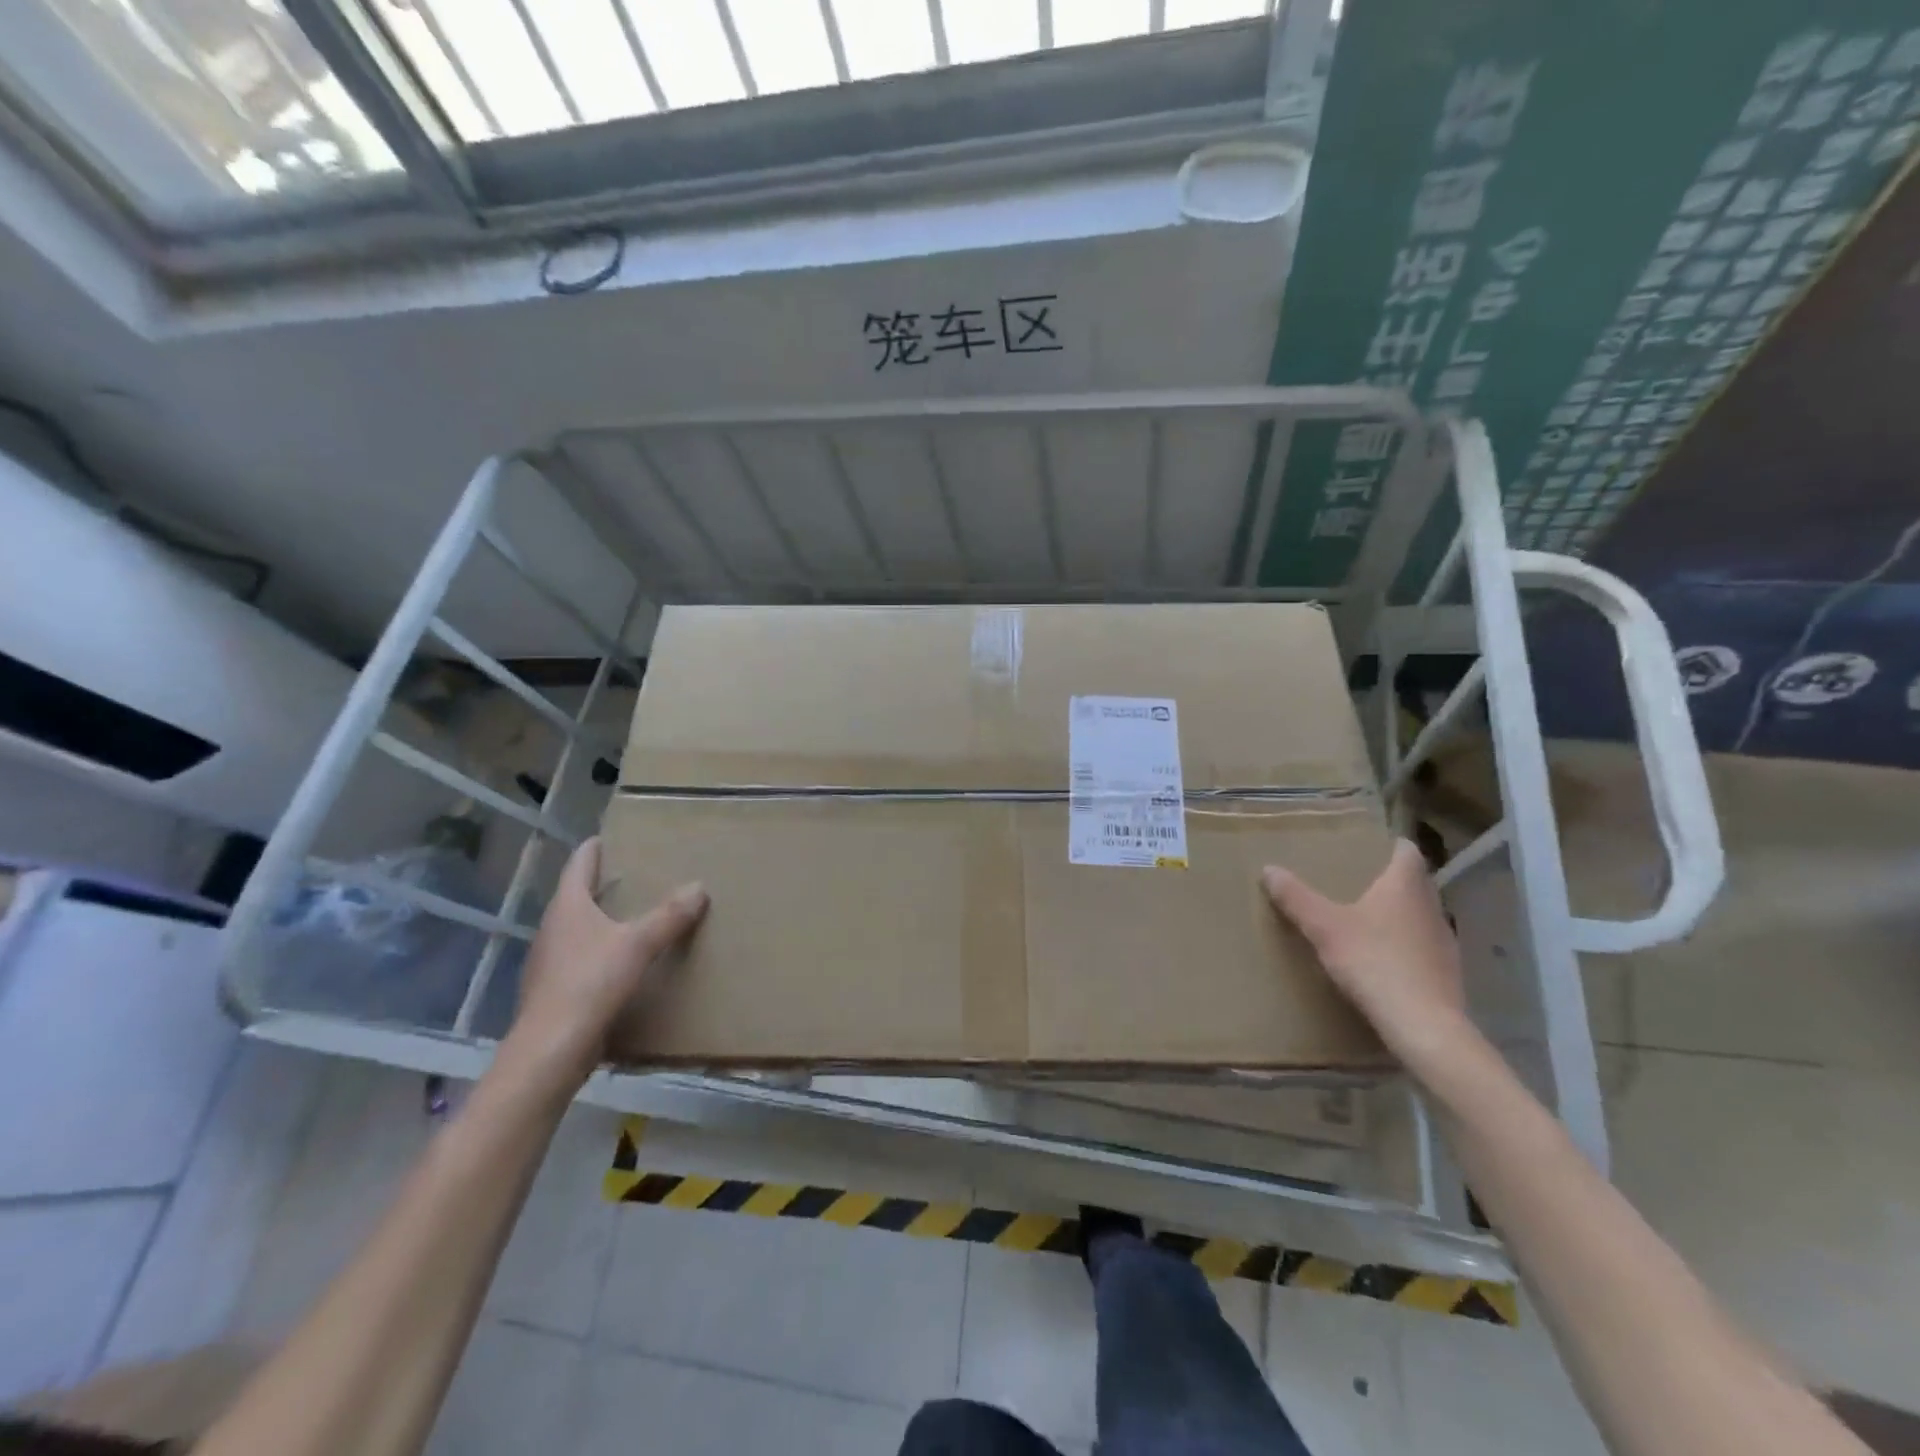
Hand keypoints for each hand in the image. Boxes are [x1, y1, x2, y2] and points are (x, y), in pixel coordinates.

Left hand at [500, 837, 707, 1094]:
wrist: (550, 1050)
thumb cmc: (590, 983)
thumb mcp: (639, 944)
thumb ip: (669, 916)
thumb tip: (699, 887)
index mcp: (568, 907)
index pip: (579, 865)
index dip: (593, 849)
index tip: (606, 837)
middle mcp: (551, 929)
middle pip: (574, 896)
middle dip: (599, 885)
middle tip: (630, 875)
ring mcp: (547, 962)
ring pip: (575, 929)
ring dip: (598, 920)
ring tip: (629, 917)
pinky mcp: (552, 992)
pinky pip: (577, 960)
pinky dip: (597, 952)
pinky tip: (617, 964)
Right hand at [1262, 839, 1470, 1067]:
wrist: (1423, 1026)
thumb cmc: (1373, 962)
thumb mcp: (1324, 927)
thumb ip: (1296, 898)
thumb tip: (1269, 869)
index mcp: (1405, 886)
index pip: (1407, 852)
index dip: (1391, 846)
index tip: (1371, 846)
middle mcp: (1431, 907)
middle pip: (1415, 883)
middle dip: (1391, 880)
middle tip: (1358, 881)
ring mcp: (1444, 942)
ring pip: (1421, 916)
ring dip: (1400, 914)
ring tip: (1367, 921)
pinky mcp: (1448, 973)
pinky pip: (1424, 947)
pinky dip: (1406, 946)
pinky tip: (1384, 960)